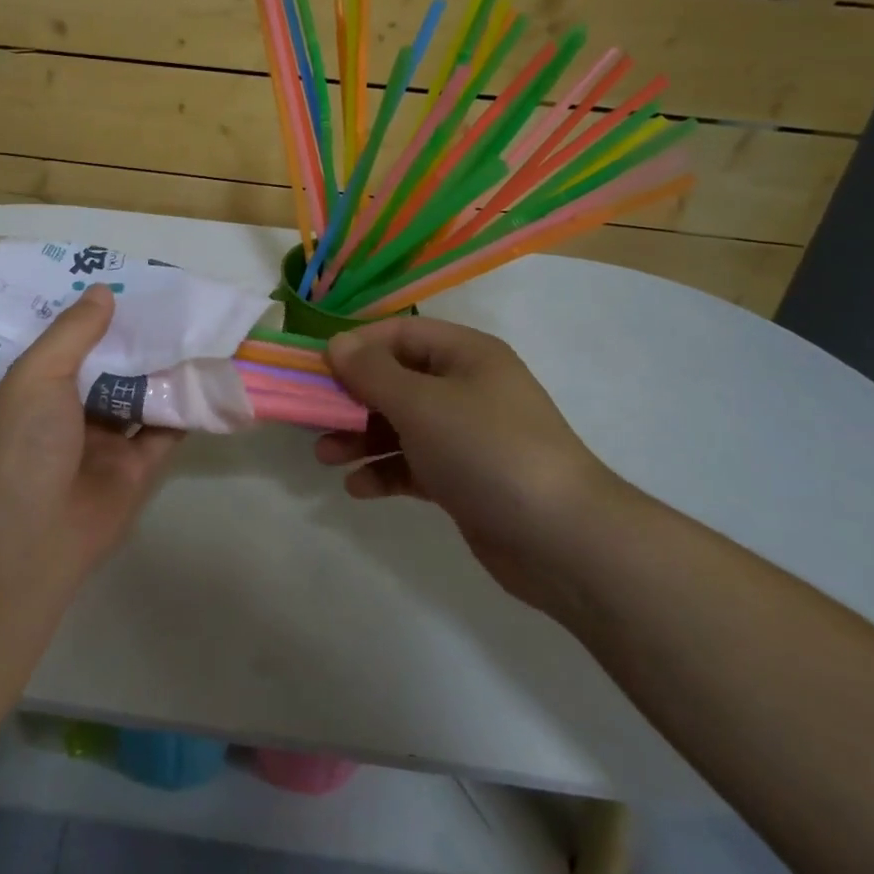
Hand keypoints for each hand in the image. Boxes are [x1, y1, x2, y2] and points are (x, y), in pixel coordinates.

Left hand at [0, 285, 182, 583]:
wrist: (29, 539)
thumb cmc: (21, 445)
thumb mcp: (37, 375)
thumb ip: (74, 333)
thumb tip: (103, 291)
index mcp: (34, 389)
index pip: (66, 343)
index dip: (93, 316)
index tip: (125, 284)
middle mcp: (68, 412)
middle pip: (109, 366)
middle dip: (135, 339)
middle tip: (172, 300)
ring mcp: (103, 442)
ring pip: (140, 396)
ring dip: (164, 369)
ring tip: (197, 329)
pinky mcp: (135, 469)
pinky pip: (164, 430)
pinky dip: (186, 408)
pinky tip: (209, 375)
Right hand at [317, 316, 626, 610]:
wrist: (562, 539)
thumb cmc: (487, 450)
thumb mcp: (422, 404)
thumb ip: (372, 372)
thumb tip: (336, 344)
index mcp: (465, 355)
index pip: (399, 334)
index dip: (356, 347)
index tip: (316, 370)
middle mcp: (466, 388)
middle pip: (395, 380)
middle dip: (351, 399)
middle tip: (312, 418)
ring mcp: (466, 435)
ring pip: (399, 425)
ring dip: (360, 437)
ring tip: (326, 457)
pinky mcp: (463, 478)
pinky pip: (413, 464)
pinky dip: (384, 472)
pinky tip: (359, 488)